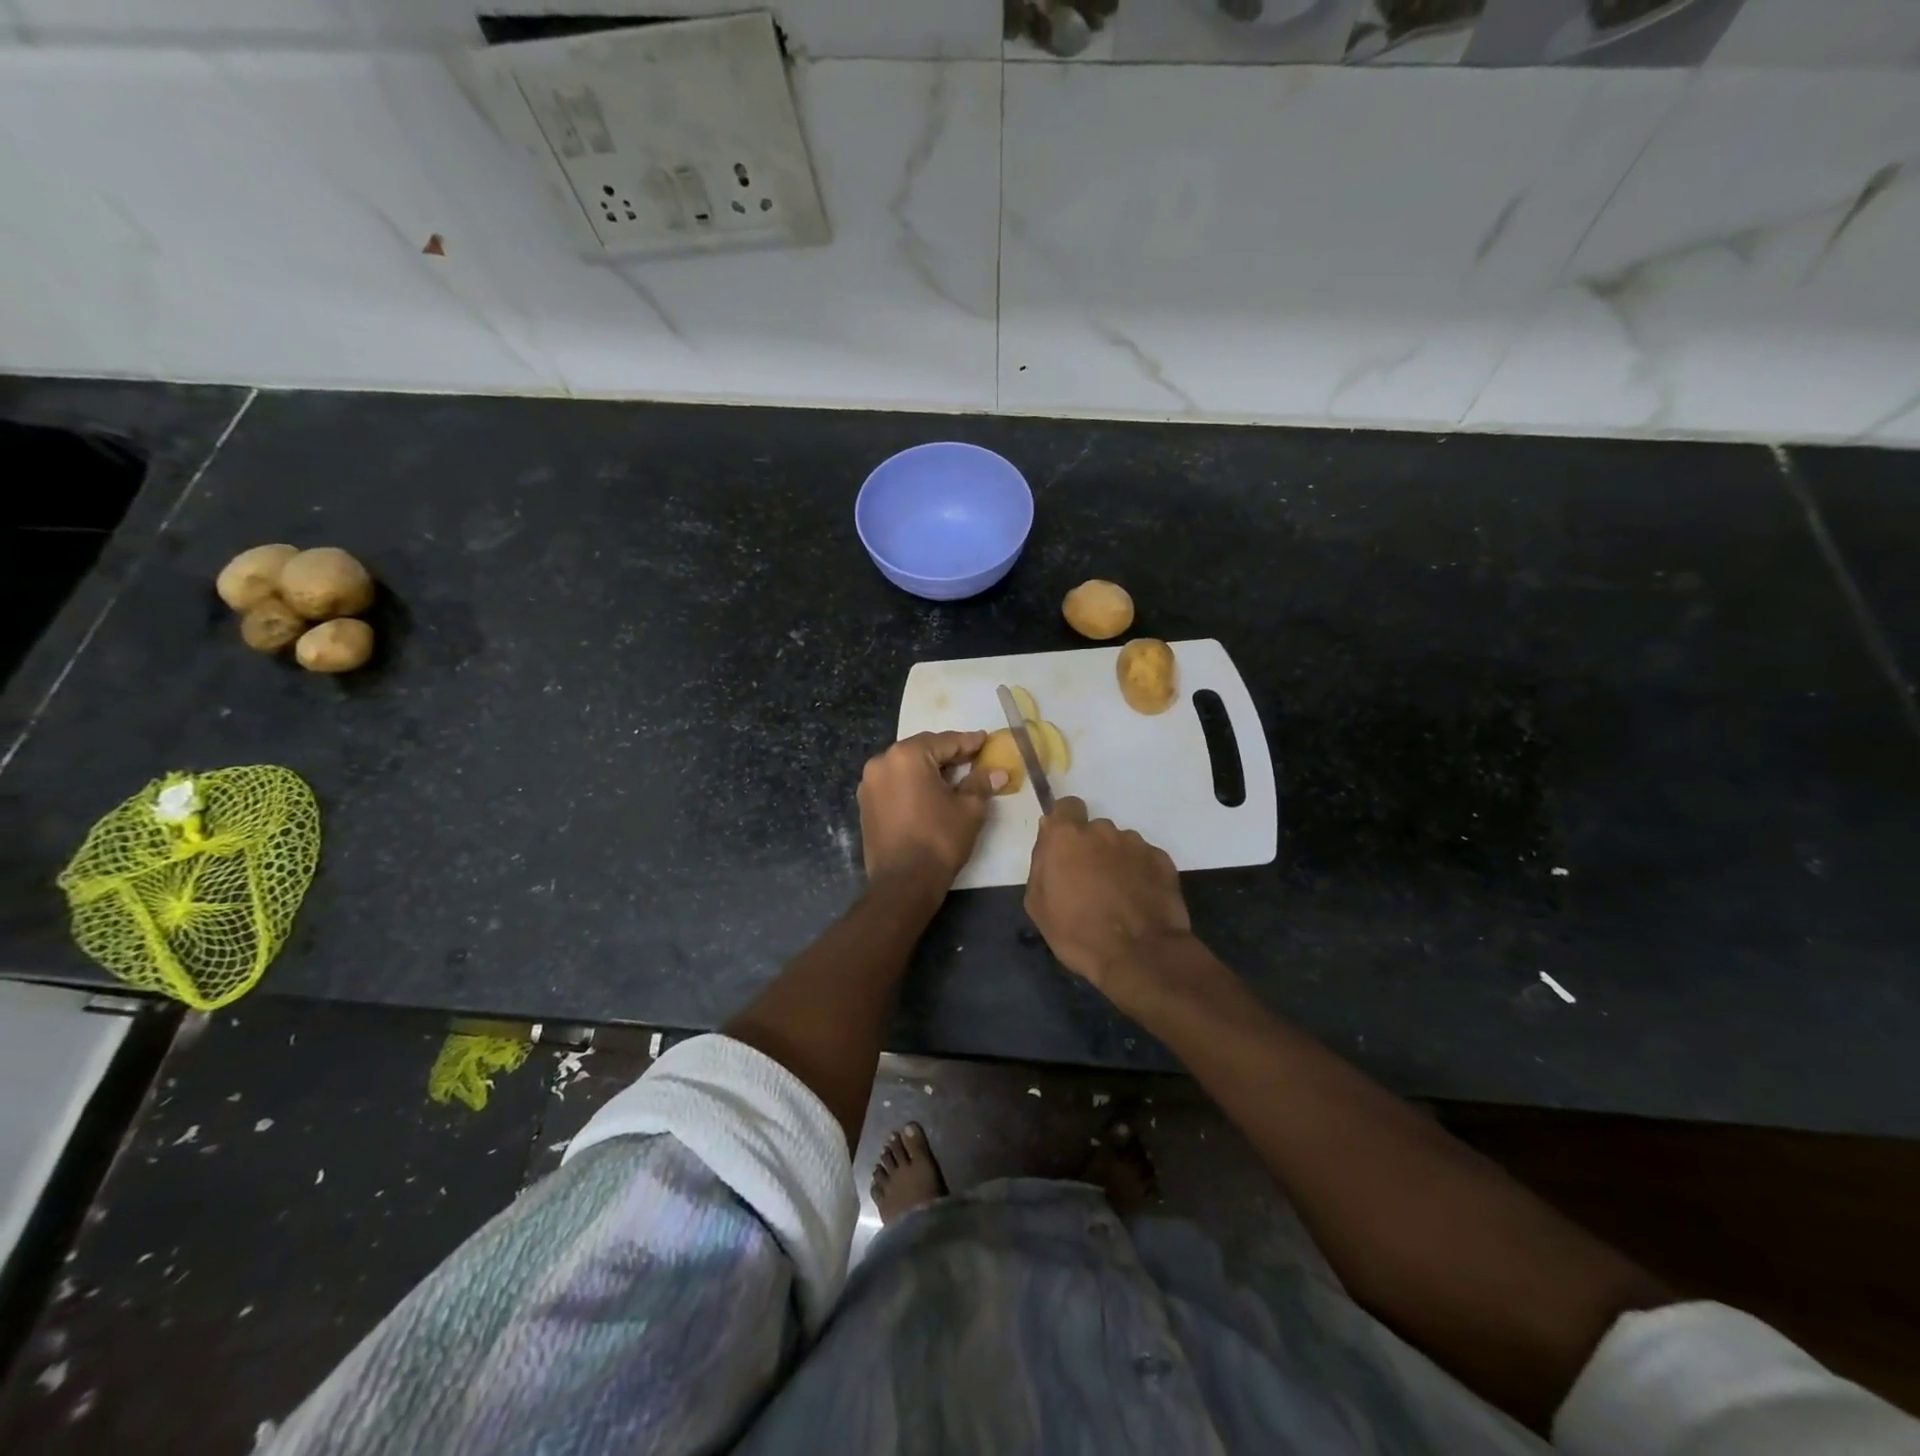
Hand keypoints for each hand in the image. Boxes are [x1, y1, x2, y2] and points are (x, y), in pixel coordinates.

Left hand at [858, 731, 1006, 890]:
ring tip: (953, 777)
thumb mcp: (968, 809)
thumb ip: (981, 783)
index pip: (945, 742)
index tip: (986, 740)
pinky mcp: (866, 804)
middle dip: (948, 755)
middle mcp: (882, 762)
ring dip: (929, 769)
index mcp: (907, 756)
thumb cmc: (939, 840)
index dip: (969, 742)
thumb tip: (998, 772)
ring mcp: (870, 783)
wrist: (903, 883)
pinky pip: (894, 783)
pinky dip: (913, 784)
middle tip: (973, 758)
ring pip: (906, 767)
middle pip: (922, 750)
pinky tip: (930, 794)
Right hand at [1025, 798, 1192, 991]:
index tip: (1065, 847)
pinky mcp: (1162, 860)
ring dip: (1116, 862)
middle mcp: (1102, 830)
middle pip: (1094, 830)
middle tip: (1090, 882)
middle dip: (1091, 849)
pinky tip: (1138, 901)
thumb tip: (1048, 837)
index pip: (1066, 806)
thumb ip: (1041, 863)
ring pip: (1120, 845)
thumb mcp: (1037, 904)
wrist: (1138, 955)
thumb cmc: (1077, 932)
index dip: (1065, 822)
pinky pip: (1144, 860)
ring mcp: (1135, 844)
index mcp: (1066, 836)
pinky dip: (1140, 874)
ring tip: (1118, 896)